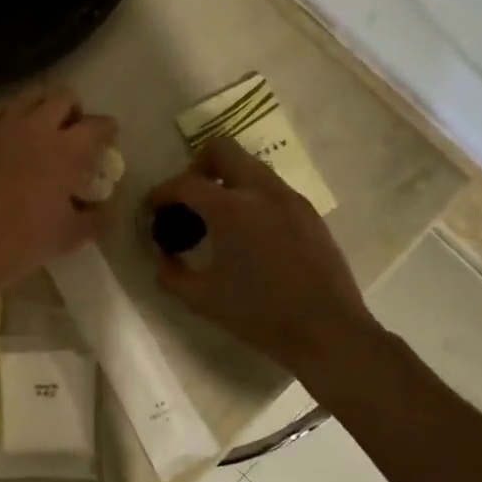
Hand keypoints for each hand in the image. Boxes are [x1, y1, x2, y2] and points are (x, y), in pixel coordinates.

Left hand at [0, 87, 117, 290]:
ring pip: (29, 96)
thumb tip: (105, 210)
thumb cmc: (25, 240)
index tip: (108, 138)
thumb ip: (95, 219)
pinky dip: (9, 119)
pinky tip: (7, 140)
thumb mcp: (70, 235)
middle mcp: (36, 128)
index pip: (97, 125)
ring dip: (42, 107)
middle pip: (63, 97)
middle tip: (72, 131)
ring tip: (40, 130)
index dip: (107, 129)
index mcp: (66, 150)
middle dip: (74, 110)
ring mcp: (2, 127)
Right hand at [149, 138, 378, 378]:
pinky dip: (251, 196)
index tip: (153, 207)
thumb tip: (163, 257)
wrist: (328, 331)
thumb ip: (172, 274)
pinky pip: (272, 187)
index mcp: (232, 209)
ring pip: (251, 165)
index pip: (187, 184)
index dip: (162, 192)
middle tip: (189, 199)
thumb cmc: (260, 315)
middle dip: (197, 167)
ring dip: (227, 179)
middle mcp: (262, 192)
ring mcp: (290, 199)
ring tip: (218, 217)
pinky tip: (249, 233)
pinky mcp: (309, 213)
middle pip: (222, 150)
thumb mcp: (203, 299)